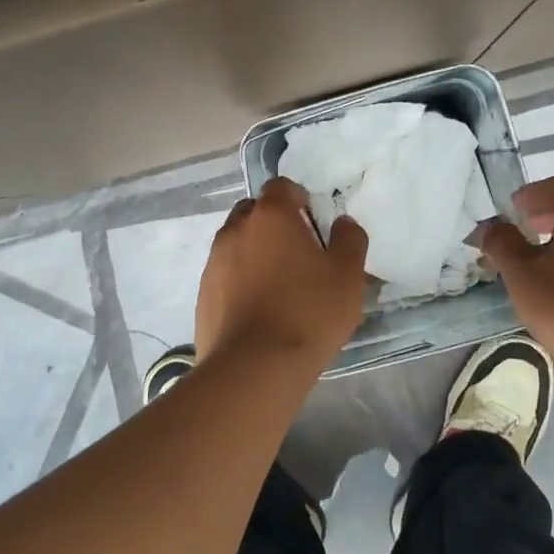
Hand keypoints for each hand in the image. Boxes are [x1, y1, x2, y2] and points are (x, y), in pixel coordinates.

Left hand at [196, 178, 369, 366]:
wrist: (254, 367)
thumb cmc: (309, 312)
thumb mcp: (348, 276)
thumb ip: (350, 240)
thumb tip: (343, 223)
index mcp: (271, 216)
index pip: (281, 186)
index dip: (298, 198)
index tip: (314, 221)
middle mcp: (236, 230)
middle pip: (253, 211)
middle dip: (273, 223)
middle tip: (297, 252)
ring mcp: (214, 262)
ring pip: (236, 243)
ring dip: (255, 252)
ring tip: (278, 284)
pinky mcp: (203, 294)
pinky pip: (225, 274)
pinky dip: (240, 281)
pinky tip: (259, 309)